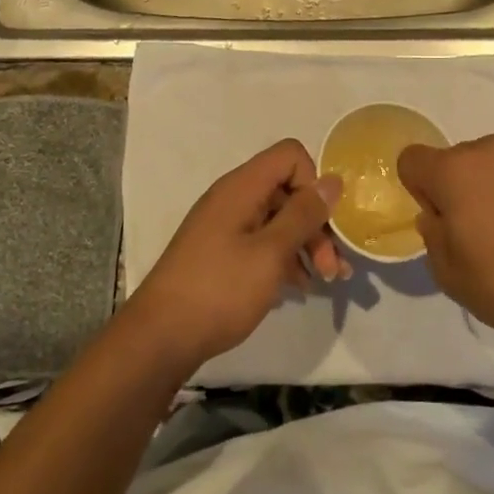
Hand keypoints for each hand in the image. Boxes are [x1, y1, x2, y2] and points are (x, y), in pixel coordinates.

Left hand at [125, 139, 347, 371]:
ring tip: (325, 280)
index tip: (324, 221)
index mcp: (242, 187)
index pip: (290, 155)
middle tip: (333, 268)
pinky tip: (298, 287)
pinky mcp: (221, 252)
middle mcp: (233, 198)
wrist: (161, 337)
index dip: (313, 182)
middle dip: (316, 223)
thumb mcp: (271, 253)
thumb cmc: (220, 290)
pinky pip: (262, 241)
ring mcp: (225, 225)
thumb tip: (332, 180)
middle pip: (287, 190)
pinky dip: (284, 258)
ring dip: (305, 244)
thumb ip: (304, 215)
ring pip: (277, 218)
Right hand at [398, 133, 493, 355]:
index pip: (412, 159)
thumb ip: (432, 234)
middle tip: (489, 229)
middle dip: (467, 186)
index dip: (420, 188)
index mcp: (454, 172)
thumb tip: (438, 213)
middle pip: (462, 159)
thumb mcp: (449, 276)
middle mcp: (491, 148)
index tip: (442, 218)